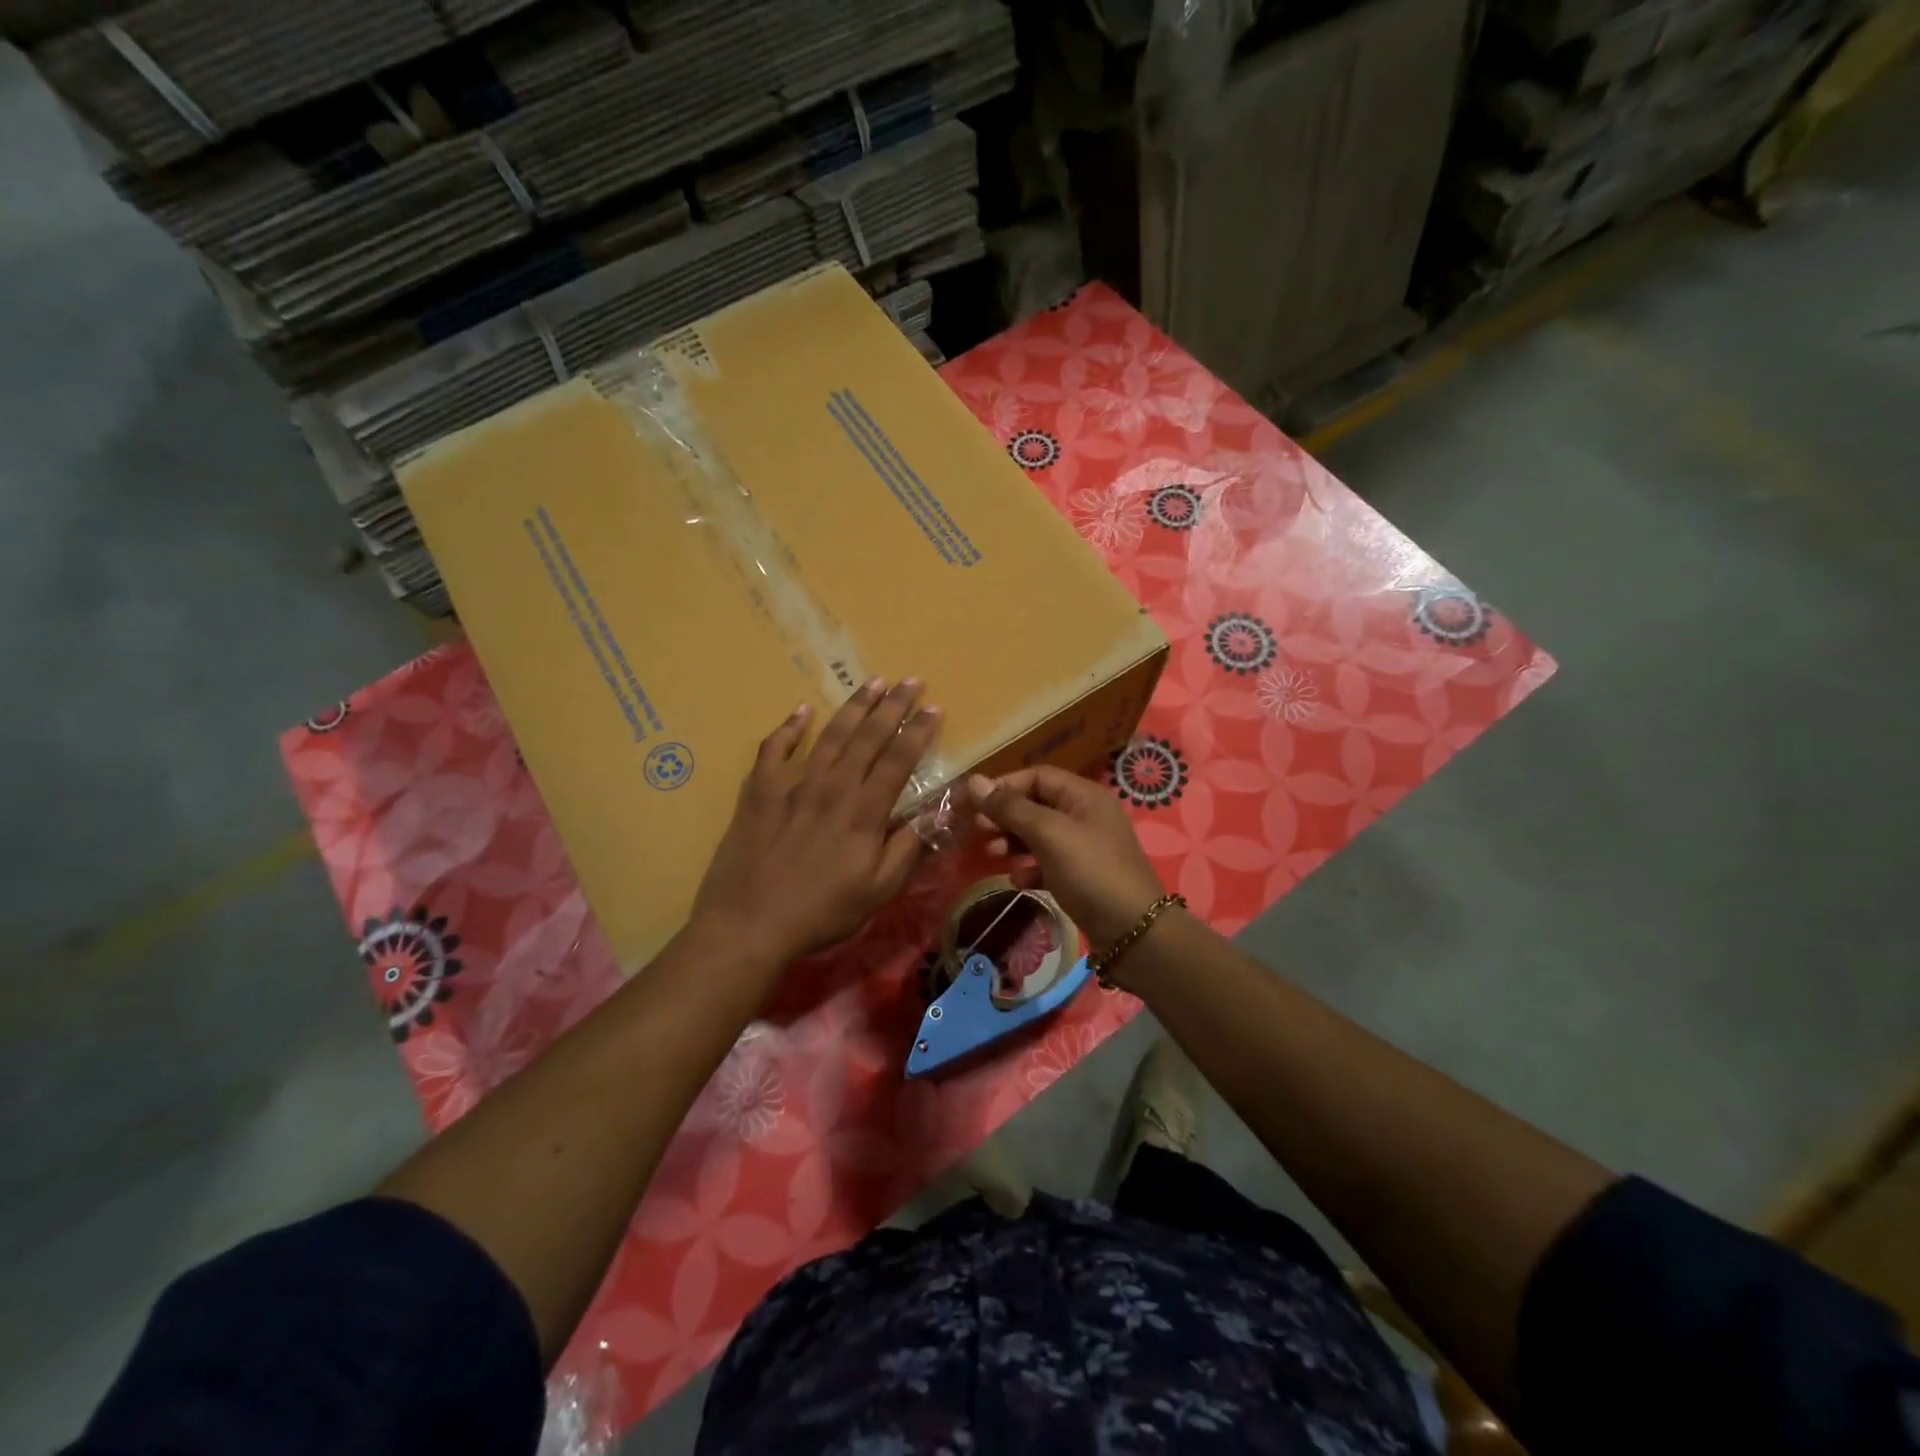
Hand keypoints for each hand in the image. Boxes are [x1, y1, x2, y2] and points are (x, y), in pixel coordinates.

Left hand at [691, 678, 941, 967]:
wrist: (748, 924)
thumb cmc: (821, 912)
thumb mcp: (878, 890)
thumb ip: (909, 847)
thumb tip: (940, 812)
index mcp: (863, 812)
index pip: (899, 760)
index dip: (919, 732)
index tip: (935, 708)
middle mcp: (831, 787)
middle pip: (867, 737)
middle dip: (892, 705)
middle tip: (910, 680)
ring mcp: (791, 784)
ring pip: (828, 735)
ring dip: (853, 706)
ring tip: (872, 682)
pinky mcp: (759, 791)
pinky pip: (774, 748)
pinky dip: (789, 727)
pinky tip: (801, 710)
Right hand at [968, 766, 1164, 951]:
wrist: (1133, 931)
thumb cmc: (1090, 871)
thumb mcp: (1048, 834)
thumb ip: (1011, 808)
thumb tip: (974, 781)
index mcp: (1084, 796)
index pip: (1038, 776)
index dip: (1005, 786)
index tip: (974, 803)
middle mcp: (1086, 816)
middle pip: (1037, 804)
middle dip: (1006, 815)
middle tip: (978, 830)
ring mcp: (1085, 847)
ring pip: (1040, 835)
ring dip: (1013, 841)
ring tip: (991, 853)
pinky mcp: (1082, 877)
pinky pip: (1048, 863)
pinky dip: (1030, 868)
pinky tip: (1016, 880)